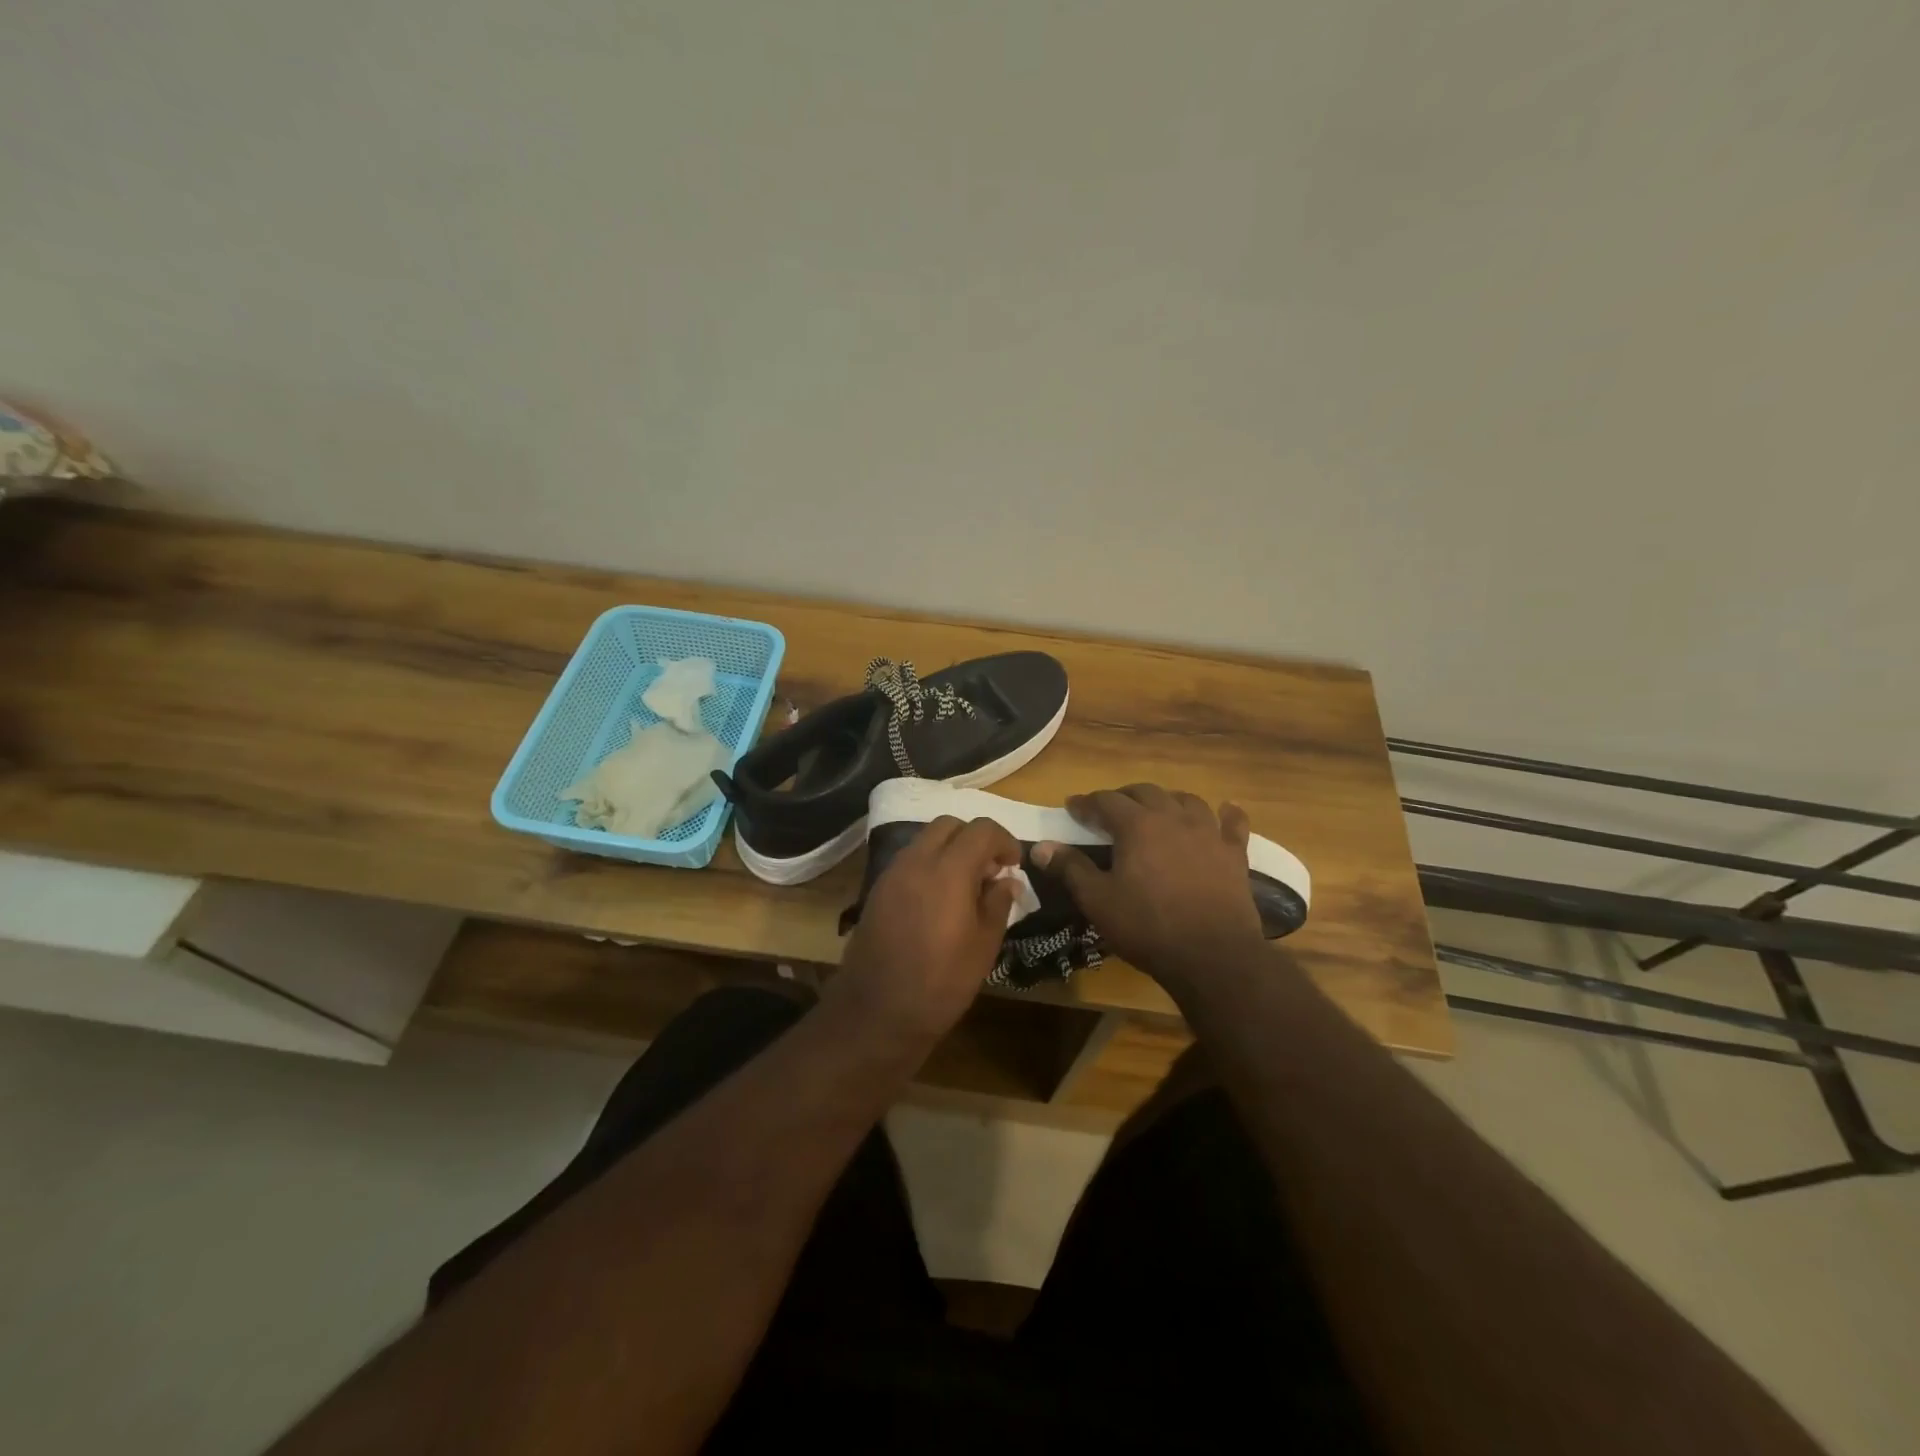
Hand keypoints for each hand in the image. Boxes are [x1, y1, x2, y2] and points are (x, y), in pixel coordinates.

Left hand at [833, 816, 1021, 1044]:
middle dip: (975, 839)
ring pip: (926, 839)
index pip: (982, 830)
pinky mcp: (878, 889)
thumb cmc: (941, 982)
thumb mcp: (984, 946)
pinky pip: (910, 860)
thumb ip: (998, 903)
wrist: (877, 1011)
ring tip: (966, 886)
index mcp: (949, 870)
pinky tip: (939, 899)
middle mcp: (917, 860)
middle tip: (990, 870)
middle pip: (950, 825)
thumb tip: (1007, 881)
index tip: (1014, 865)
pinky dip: (930, 864)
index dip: (1004, 841)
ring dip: (950, 850)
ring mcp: (892, 873)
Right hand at [1033, 784, 1266, 991]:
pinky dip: (1227, 815)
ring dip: (1168, 801)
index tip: (1072, 807)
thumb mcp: (1098, 901)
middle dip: (1124, 797)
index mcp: (1137, 825)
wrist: (1212, 956)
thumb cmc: (1147, 927)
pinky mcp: (1234, 854)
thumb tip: (1041, 847)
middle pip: (1146, 792)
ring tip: (1158, 811)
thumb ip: (1070, 868)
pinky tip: (1226, 812)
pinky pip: (1233, 824)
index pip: (1105, 801)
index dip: (1086, 802)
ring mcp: (1209, 833)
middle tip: (1110, 811)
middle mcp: (1173, 818)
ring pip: (1187, 801)